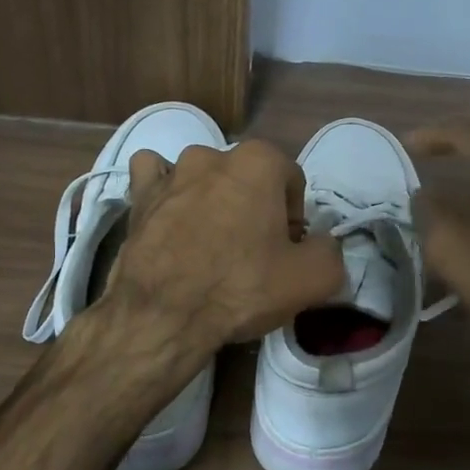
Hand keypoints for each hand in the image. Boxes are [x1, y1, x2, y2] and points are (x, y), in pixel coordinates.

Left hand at [94, 139, 345, 354]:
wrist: (163, 315)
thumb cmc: (242, 287)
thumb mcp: (313, 279)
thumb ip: (330, 251)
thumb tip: (320, 244)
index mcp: (259, 161)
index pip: (292, 181)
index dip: (294, 217)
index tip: (286, 250)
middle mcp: (214, 154)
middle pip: (248, 179)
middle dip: (255, 207)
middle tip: (252, 253)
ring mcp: (171, 172)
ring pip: (202, 177)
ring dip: (211, 200)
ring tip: (210, 244)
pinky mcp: (139, 196)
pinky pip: (154, 177)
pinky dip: (165, 191)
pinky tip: (170, 215)